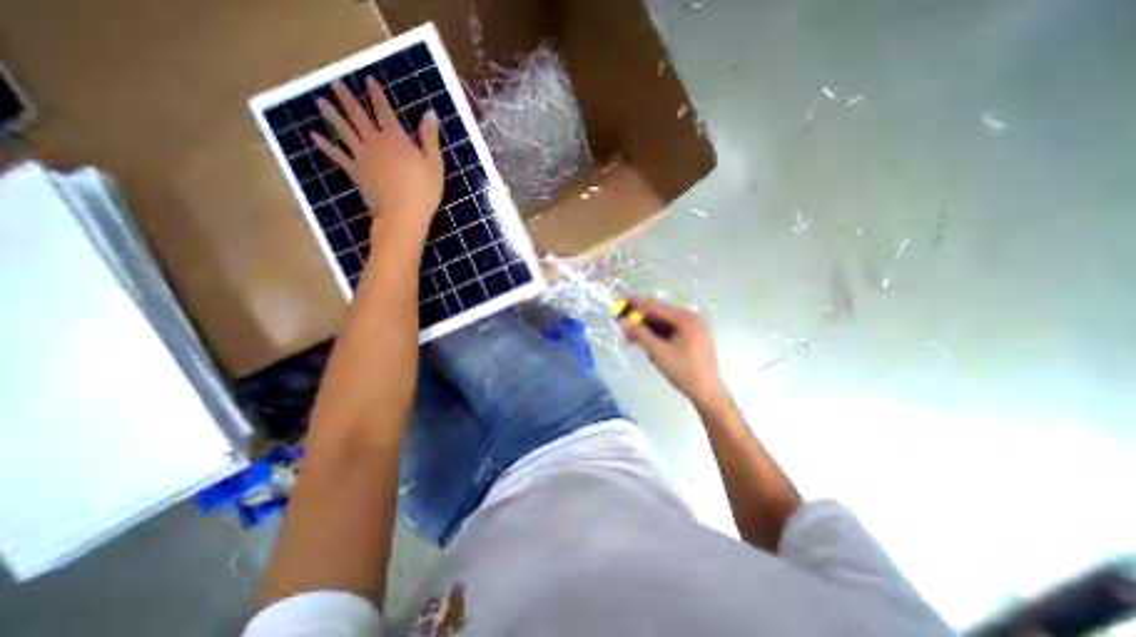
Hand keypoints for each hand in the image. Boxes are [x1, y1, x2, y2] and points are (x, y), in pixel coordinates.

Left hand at [310, 78, 443, 231]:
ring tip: (319, 101)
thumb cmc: (424, 191)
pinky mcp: (356, 173)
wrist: (403, 215)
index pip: (384, 111)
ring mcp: (362, 157)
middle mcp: (375, 143)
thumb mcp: (434, 164)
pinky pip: (338, 156)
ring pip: (344, 132)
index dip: (377, 95)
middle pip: (359, 116)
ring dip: (332, 116)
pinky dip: (326, 146)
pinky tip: (314, 136)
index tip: (369, 79)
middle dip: (348, 99)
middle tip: (335, 82)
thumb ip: (429, 138)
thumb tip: (430, 112)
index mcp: (396, 139)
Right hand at [621, 297, 727, 409]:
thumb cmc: (683, 371)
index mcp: (686, 318)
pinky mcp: (693, 338)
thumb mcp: (658, 352)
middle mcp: (691, 318)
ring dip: (647, 329)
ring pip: (664, 323)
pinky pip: (671, 331)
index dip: (635, 303)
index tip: (619, 300)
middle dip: (640, 319)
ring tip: (632, 338)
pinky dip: (658, 335)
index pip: (655, 306)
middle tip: (622, 324)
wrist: (707, 393)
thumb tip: (622, 320)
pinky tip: (648, 344)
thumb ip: (640, 334)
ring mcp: (694, 328)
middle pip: (659, 314)